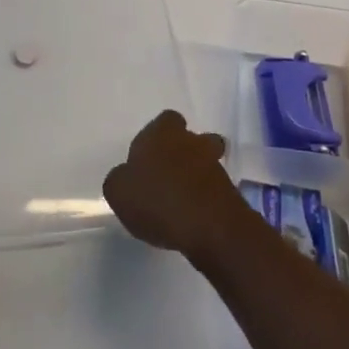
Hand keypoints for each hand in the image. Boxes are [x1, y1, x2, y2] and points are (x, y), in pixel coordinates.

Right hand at [102, 110, 245, 263]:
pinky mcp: (229, 191)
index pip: (165, 120)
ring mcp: (214, 164)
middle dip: (181, 152)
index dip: (157, 136)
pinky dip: (205, 198)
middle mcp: (190, 141)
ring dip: (195, 175)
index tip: (148, 158)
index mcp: (162, 133)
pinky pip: (214, 188)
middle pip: (190, 138)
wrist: (210, 227)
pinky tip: (192, 217)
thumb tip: (126, 177)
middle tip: (166, 176)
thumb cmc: (157, 200)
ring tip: (179, 200)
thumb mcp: (118, 191)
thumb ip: (120, 179)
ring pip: (205, 161)